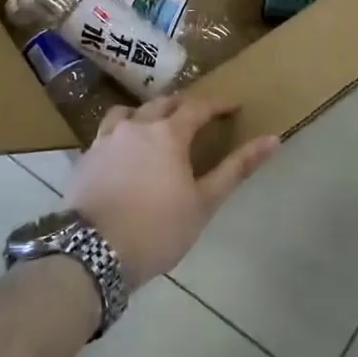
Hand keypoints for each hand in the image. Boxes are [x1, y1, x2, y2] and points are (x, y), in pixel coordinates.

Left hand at [67, 96, 279, 289]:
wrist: (93, 253)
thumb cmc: (158, 229)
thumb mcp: (204, 202)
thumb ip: (237, 168)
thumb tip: (273, 140)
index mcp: (168, 133)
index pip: (198, 106)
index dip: (218, 104)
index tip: (233, 107)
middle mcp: (135, 126)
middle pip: (162, 103)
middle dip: (183, 105)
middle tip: (198, 117)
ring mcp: (105, 140)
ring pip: (129, 112)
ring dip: (147, 114)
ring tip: (156, 127)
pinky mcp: (84, 158)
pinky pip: (106, 133)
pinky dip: (122, 133)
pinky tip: (124, 152)